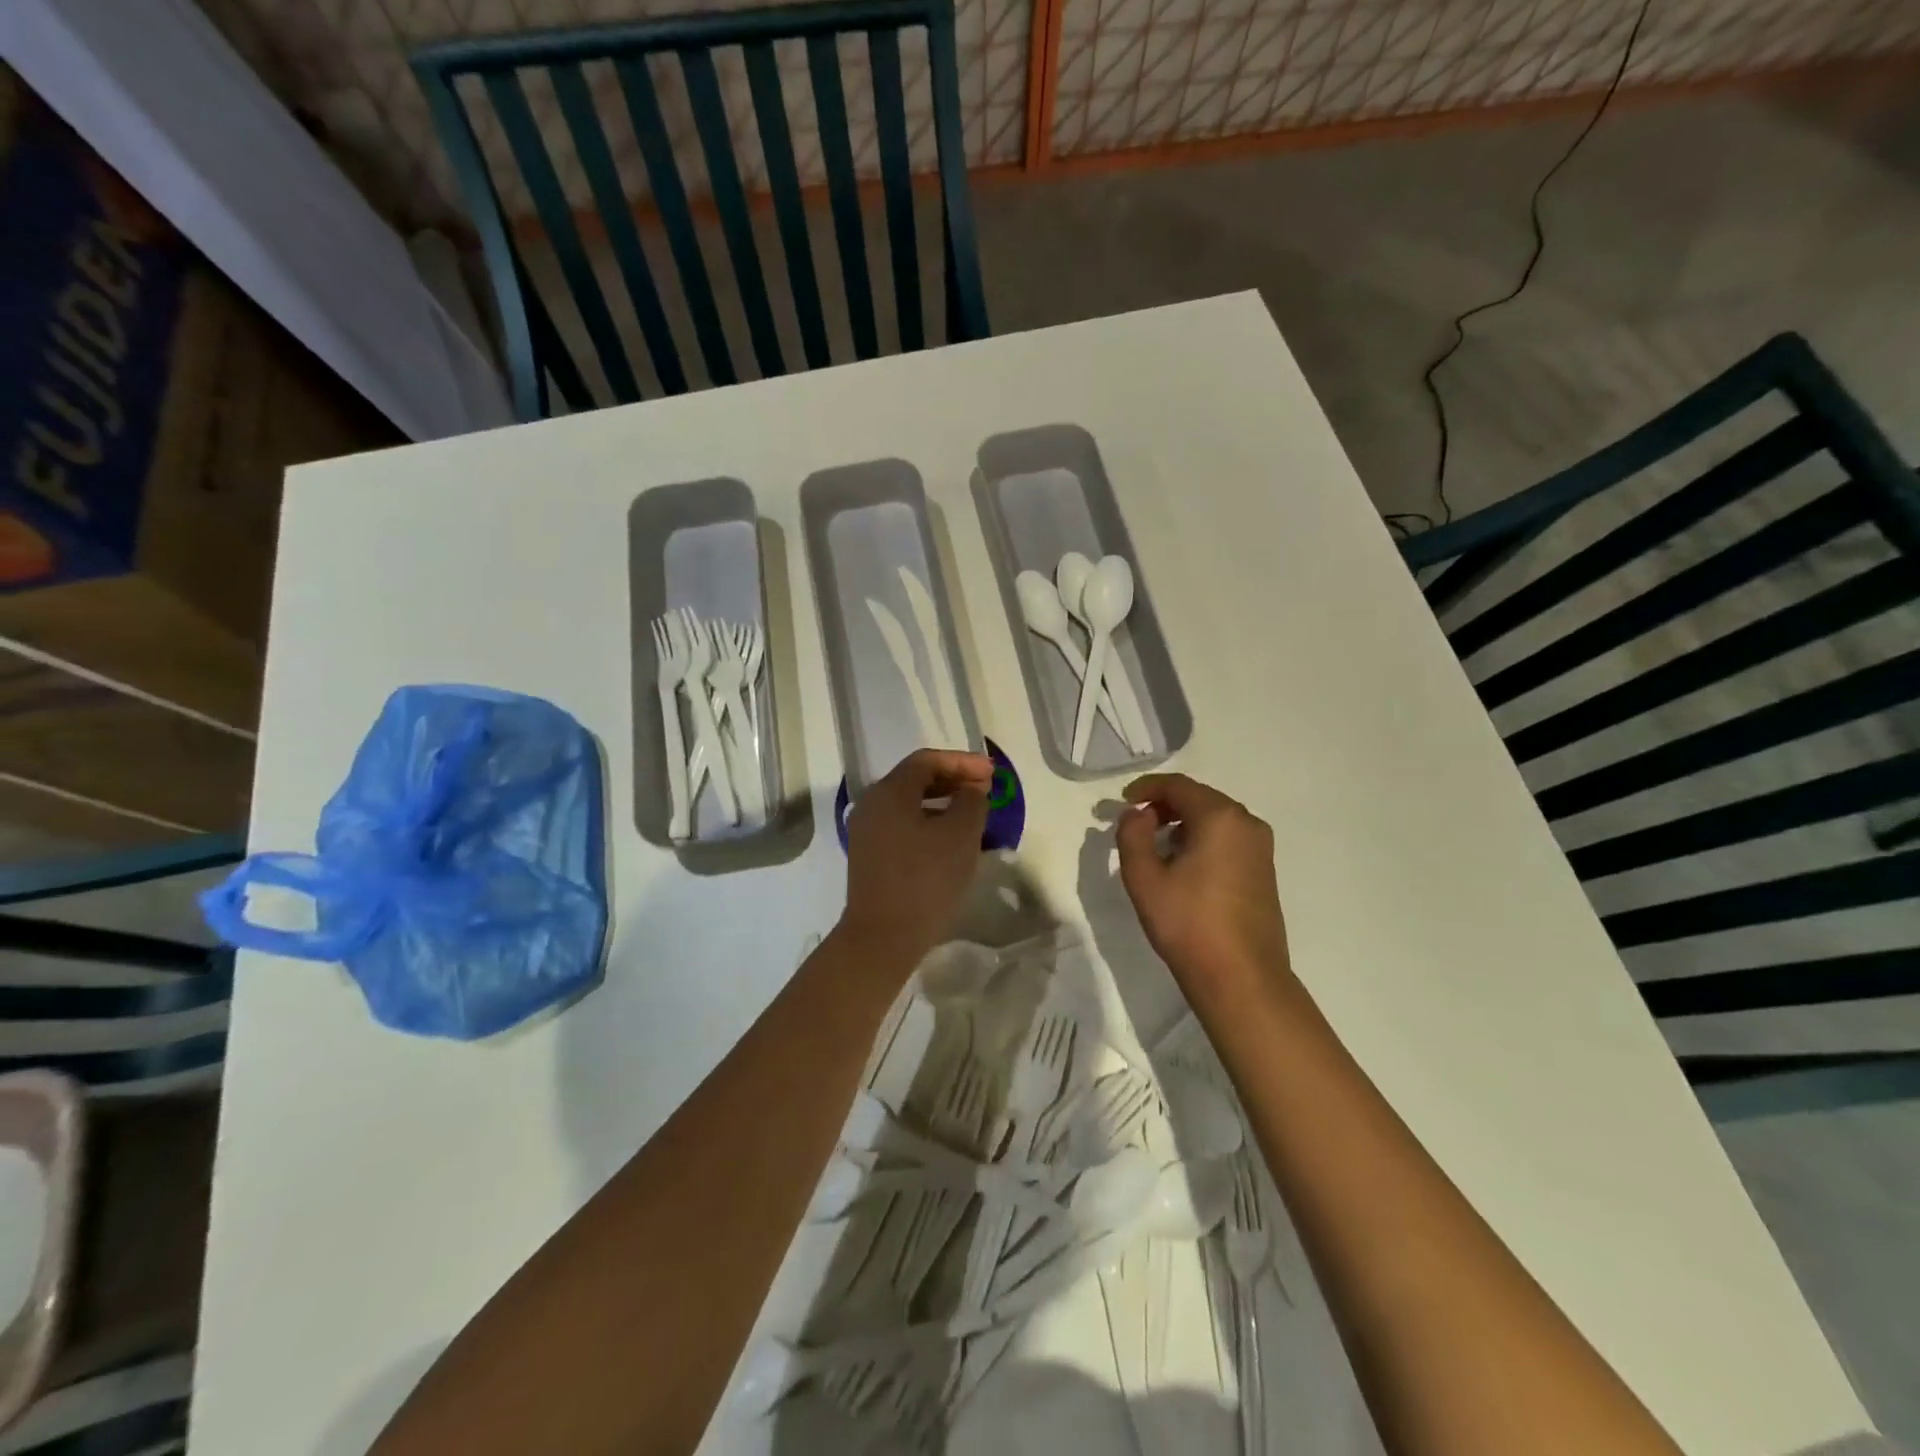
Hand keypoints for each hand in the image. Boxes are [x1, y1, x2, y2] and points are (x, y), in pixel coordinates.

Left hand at [841, 749, 992, 966]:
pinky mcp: (869, 856)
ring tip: (972, 813)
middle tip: (985, 789)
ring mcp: (866, 831)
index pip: (927, 761)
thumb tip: (971, 790)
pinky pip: (902, 825)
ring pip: (909, 803)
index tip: (992, 774)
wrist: (883, 937)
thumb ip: (971, 801)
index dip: (962, 762)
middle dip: (953, 779)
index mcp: (889, 792)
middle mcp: (872, 804)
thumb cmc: (925, 879)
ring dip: (942, 802)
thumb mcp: (960, 835)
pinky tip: (949, 839)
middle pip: (915, 779)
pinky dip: (928, 822)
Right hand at [1116, 773, 1289, 999]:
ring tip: (1156, 846)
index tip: (1123, 801)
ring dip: (1183, 822)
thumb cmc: (1188, 923)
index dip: (1146, 788)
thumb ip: (1132, 835)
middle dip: (1165, 805)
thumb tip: (1137, 814)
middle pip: (1199, 798)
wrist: (1241, 978)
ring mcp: (1261, 848)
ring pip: (1215, 819)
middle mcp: (1246, 823)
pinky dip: (1202, 839)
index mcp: (1220, 817)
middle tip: (1136, 822)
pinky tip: (1184, 865)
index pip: (1178, 785)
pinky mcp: (1264, 870)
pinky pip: (1228, 839)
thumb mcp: (1144, 877)